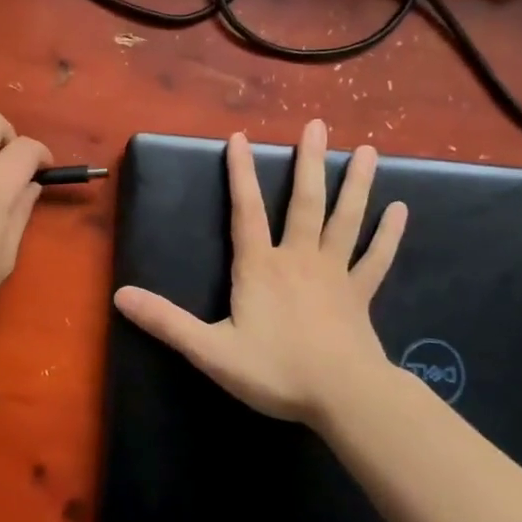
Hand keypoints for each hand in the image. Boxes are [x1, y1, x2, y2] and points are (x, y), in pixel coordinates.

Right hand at [114, 120, 409, 426]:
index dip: (240, 174)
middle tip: (318, 125)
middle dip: (309, 162)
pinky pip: (376, 258)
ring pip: (345, 220)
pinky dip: (388, 235)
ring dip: (356, 184)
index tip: (239, 137)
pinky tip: (401, 210)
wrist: (343, 396)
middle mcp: (298, 258)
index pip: (245, 211)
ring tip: (369, 150)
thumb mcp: (210, 350)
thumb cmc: (275, 371)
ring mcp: (334, 274)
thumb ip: (166, 321)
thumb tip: (120, 296)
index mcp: (260, 267)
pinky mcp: (360, 294)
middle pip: (304, 202)